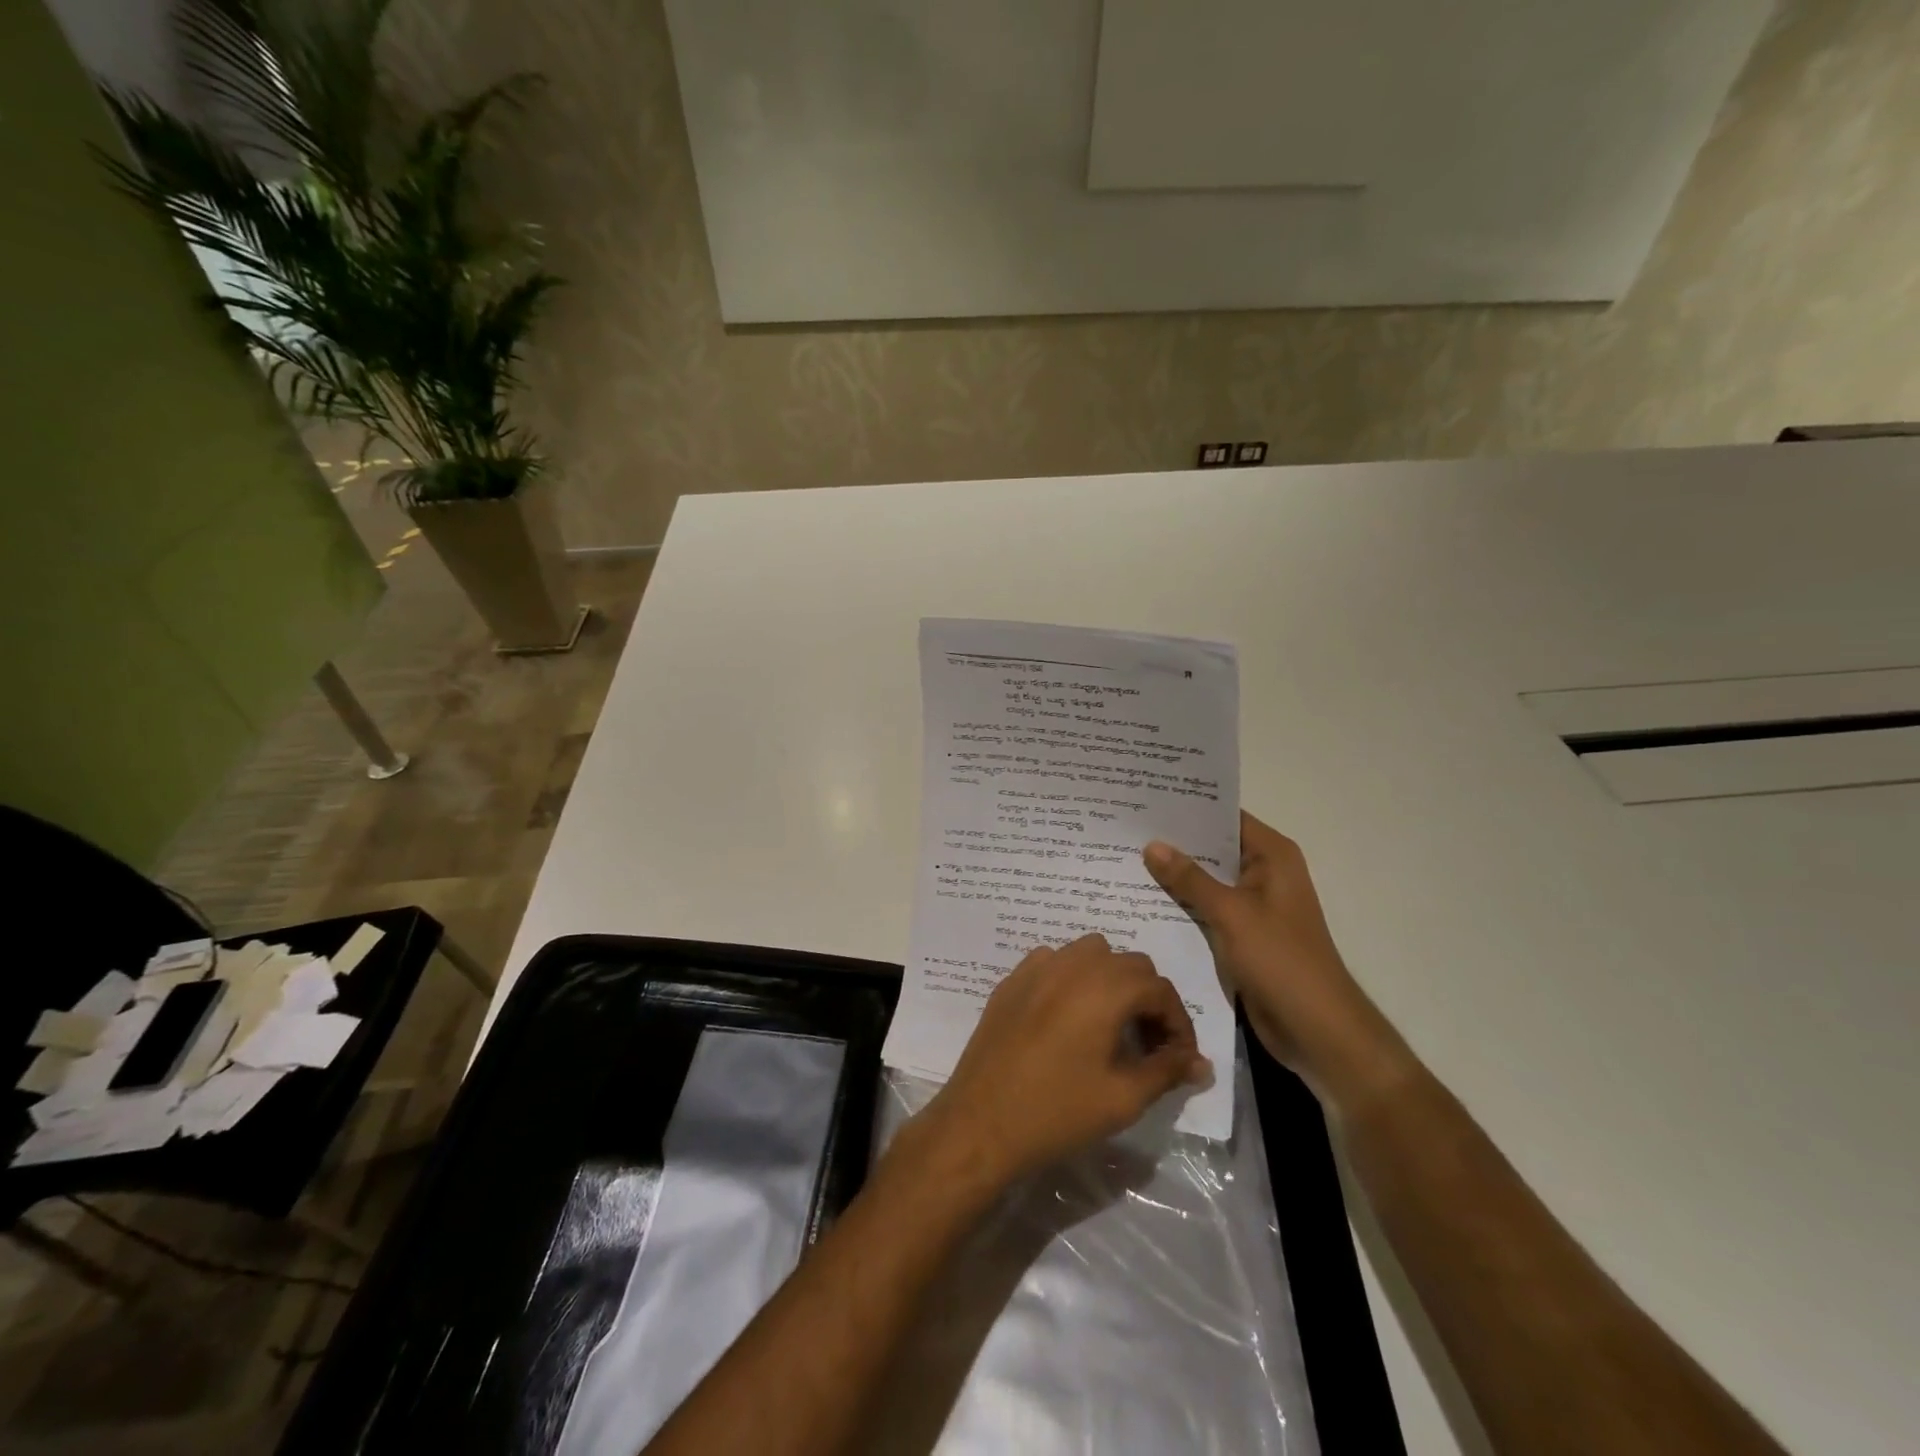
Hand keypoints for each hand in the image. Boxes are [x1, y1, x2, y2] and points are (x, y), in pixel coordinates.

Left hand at [916, 935, 1209, 1187]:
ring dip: (1112, 981)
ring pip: (1091, 953)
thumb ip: (1167, 1071)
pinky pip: (1055, 962)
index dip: (1179, 1024)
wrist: (982, 1121)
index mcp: (1105, 988)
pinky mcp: (1012, 980)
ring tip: (1112, 1025)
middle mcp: (1073, 964)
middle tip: (1149, 1045)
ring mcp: (1037, 967)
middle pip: (1130, 964)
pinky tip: (1069, 1016)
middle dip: (1149, 1000)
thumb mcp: (1124, 1097)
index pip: (1160, 990)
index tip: (1180, 1060)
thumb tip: (1200, 1063)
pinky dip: (1074, 978)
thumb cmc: (1058, 1111)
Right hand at [1145, 813, 1409, 1103]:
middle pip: (1213, 847)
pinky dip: (1181, 904)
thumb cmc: (1280, 960)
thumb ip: (1190, 878)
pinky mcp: (1241, 934)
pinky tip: (1142, 899)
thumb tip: (1152, 844)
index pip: (1225, 817)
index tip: (1146, 798)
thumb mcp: (1231, 913)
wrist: (1316, 1028)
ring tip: (1123, 856)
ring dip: (1174, 875)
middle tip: (1124, 826)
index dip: (1189, 807)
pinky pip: (1205, 909)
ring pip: (1206, 881)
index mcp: (1272, 856)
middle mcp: (1263, 873)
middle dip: (1174, 841)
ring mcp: (1252, 906)